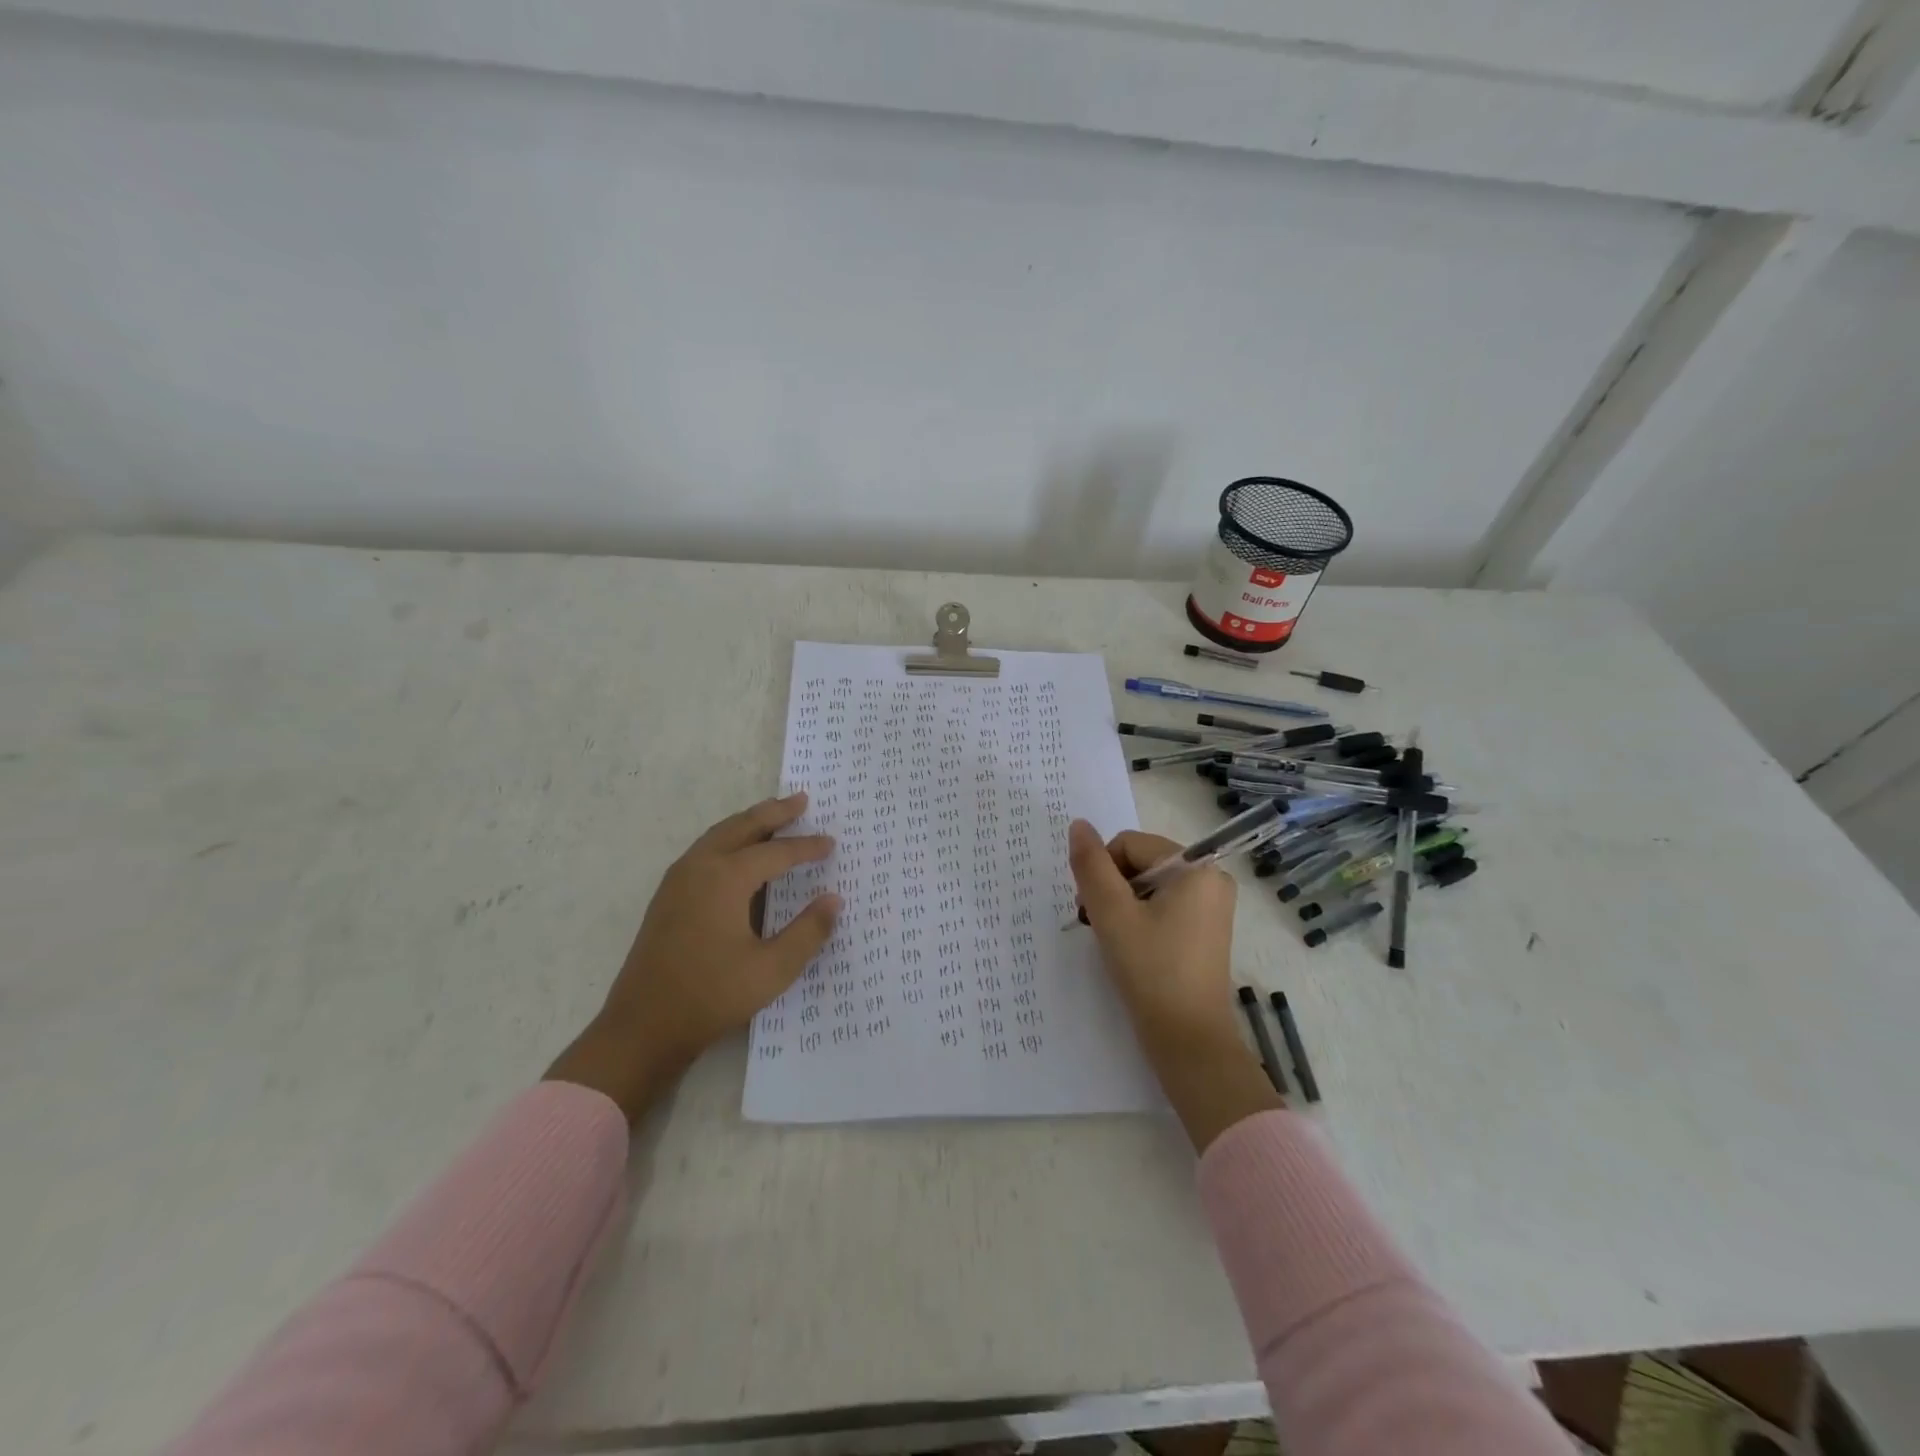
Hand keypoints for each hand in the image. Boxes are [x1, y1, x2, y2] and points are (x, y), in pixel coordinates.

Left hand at [546, 792, 839, 1123]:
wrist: (642, 1027)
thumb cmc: (711, 996)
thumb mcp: (772, 969)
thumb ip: (808, 931)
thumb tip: (833, 900)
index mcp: (725, 879)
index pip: (776, 852)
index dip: (806, 847)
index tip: (831, 843)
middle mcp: (699, 868)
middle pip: (741, 826)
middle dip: (773, 812)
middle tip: (801, 800)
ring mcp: (677, 880)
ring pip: (718, 835)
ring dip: (748, 823)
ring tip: (774, 817)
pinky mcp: (667, 897)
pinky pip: (704, 851)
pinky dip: (729, 839)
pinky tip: (739, 855)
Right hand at [1068, 820, 1239, 1057]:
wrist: (1188, 1040)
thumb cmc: (1151, 970)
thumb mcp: (1112, 914)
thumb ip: (1091, 865)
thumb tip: (1078, 824)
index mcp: (1196, 867)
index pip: (1129, 844)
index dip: (1103, 871)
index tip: (1093, 909)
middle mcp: (1211, 878)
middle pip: (1140, 862)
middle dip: (1112, 888)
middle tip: (1098, 925)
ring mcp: (1211, 905)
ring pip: (1147, 885)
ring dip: (1121, 904)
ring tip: (1113, 939)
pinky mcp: (1205, 928)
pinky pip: (1163, 905)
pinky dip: (1139, 918)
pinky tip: (1132, 946)